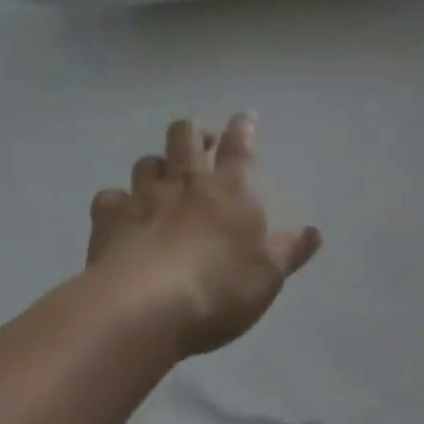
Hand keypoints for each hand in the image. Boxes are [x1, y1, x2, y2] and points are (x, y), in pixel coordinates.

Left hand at [85, 114, 321, 356]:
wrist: (146, 308)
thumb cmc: (220, 288)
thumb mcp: (268, 275)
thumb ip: (290, 251)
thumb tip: (314, 232)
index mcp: (229, 190)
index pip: (239, 147)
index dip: (243, 128)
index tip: (245, 116)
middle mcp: (186, 183)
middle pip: (185, 137)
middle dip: (193, 132)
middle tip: (201, 141)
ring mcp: (144, 198)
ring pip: (147, 162)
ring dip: (156, 165)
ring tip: (161, 177)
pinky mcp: (109, 220)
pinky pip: (109, 198)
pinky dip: (115, 202)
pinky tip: (119, 214)